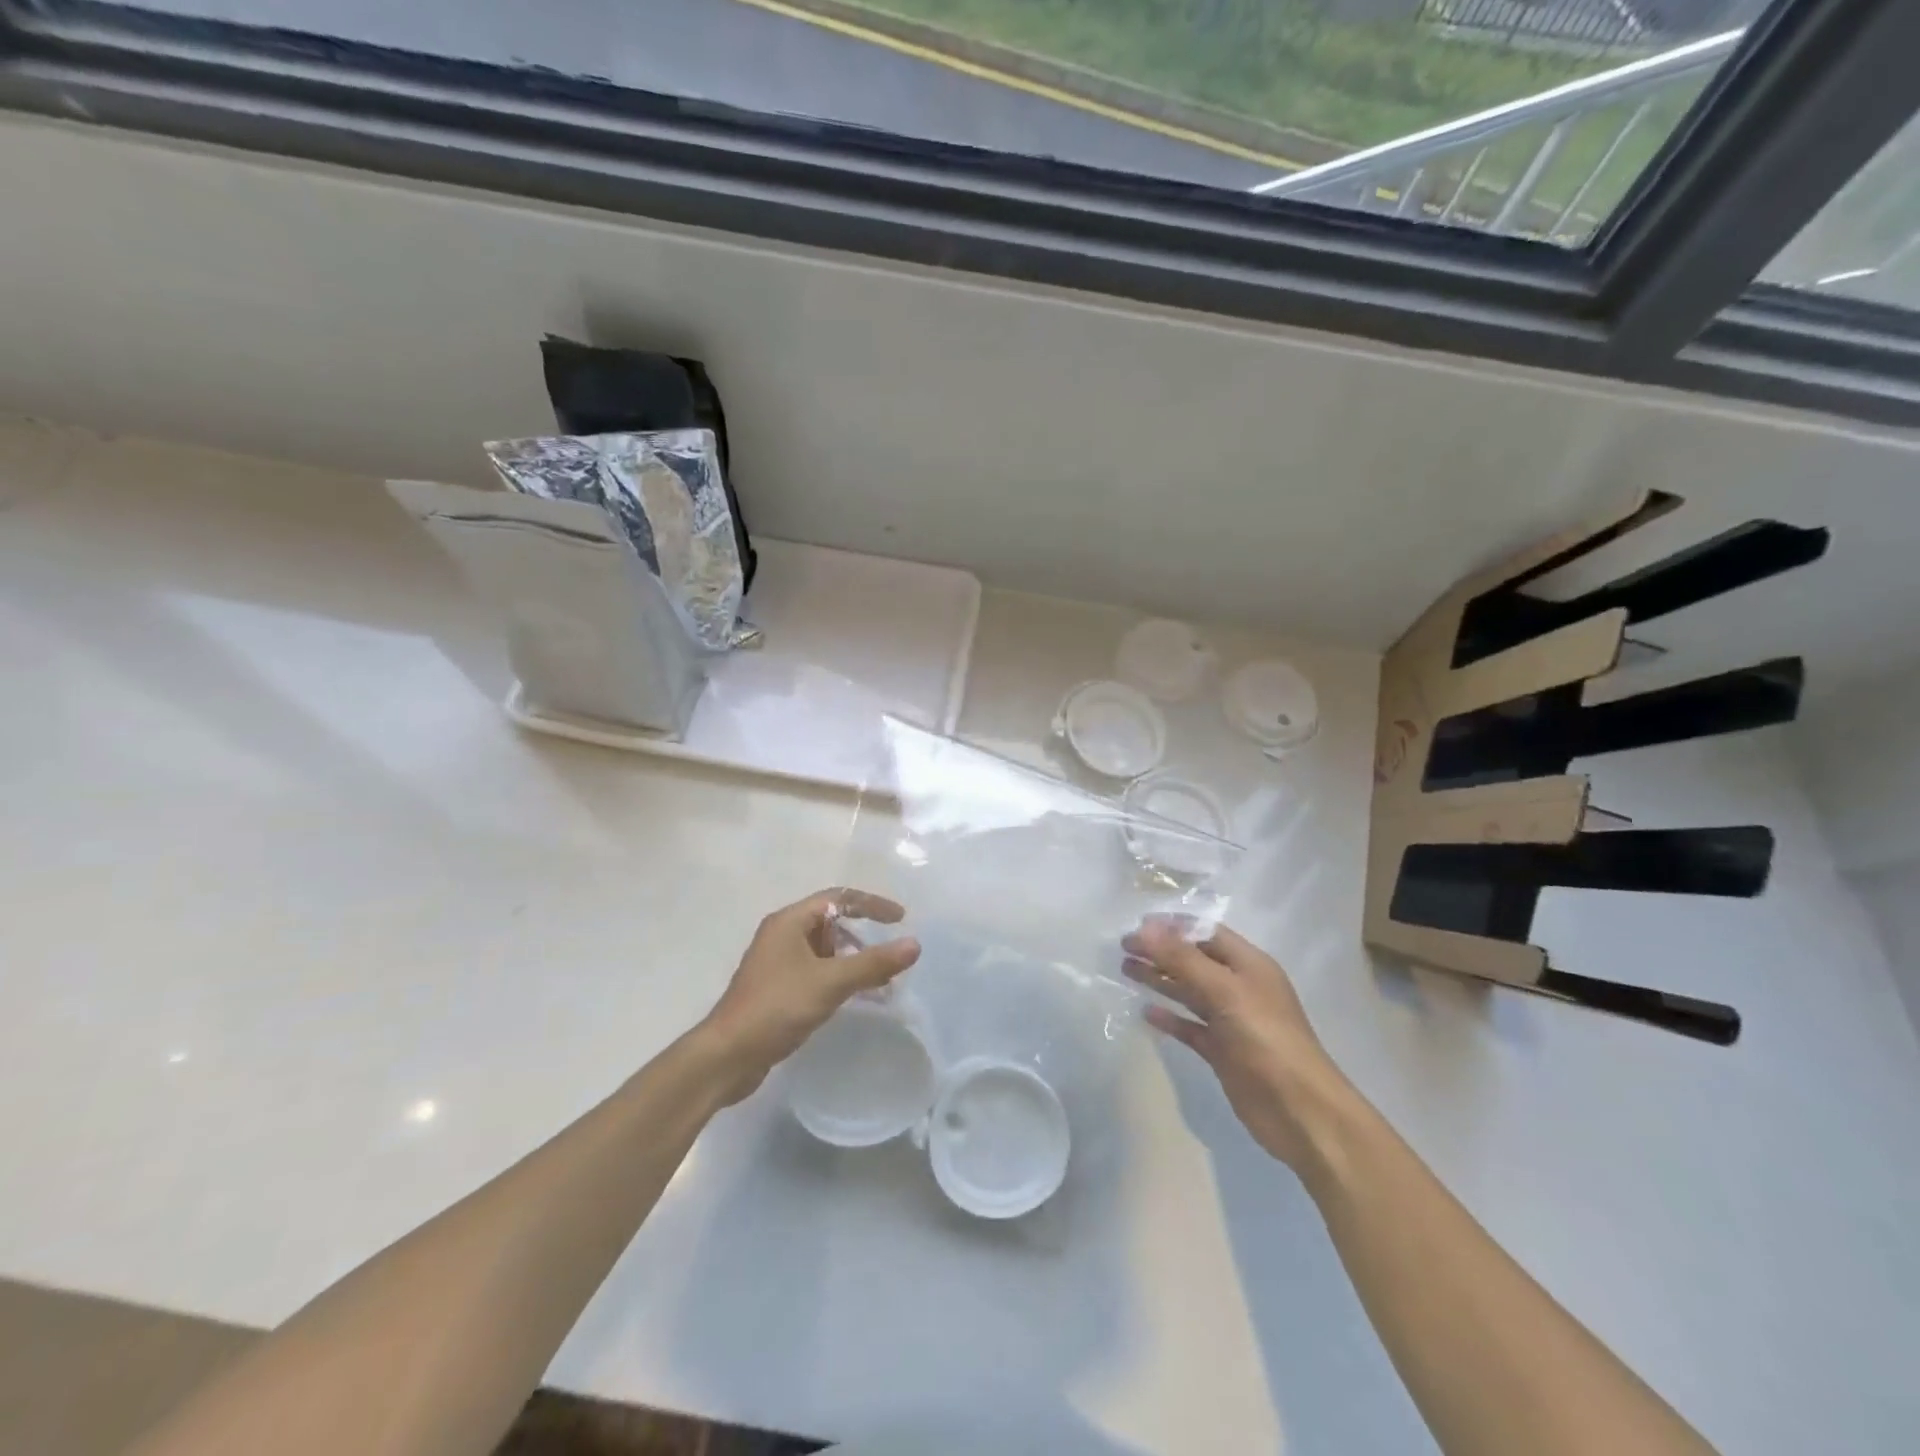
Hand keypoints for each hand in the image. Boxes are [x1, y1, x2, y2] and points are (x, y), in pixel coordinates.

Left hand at [697, 888, 920, 1103]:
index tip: (901, 919)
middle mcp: (782, 935)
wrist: (727, 1056)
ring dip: (852, 960)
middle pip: (830, 922)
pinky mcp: (777, 988)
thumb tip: (914, 944)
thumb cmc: (777, 1007)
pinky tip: (855, 998)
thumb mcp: (830, 982)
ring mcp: (777, 962)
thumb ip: (873, 962)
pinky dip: (839, 978)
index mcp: (789, 921)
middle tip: (890, 955)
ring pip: (824, 950)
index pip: (838, 898)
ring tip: (879, 981)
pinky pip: (816, 972)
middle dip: (863, 936)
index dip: (871, 905)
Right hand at [1124, 920, 1354, 1171]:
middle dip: (1160, 951)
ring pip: (1189, 992)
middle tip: (1122, 949)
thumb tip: (1144, 929)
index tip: (1136, 925)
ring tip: (1125, 970)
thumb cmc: (1265, 1039)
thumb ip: (1182, 959)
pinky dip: (1170, 1018)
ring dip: (1160, 980)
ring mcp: (1232, 1021)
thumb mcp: (1224, 991)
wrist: (1300, 1111)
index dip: (1173, 926)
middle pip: (1194, 960)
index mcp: (1249, 965)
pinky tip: (1145, 1012)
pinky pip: (1190, 1027)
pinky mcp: (1223, 1051)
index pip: (1206, 933)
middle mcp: (1240, 988)